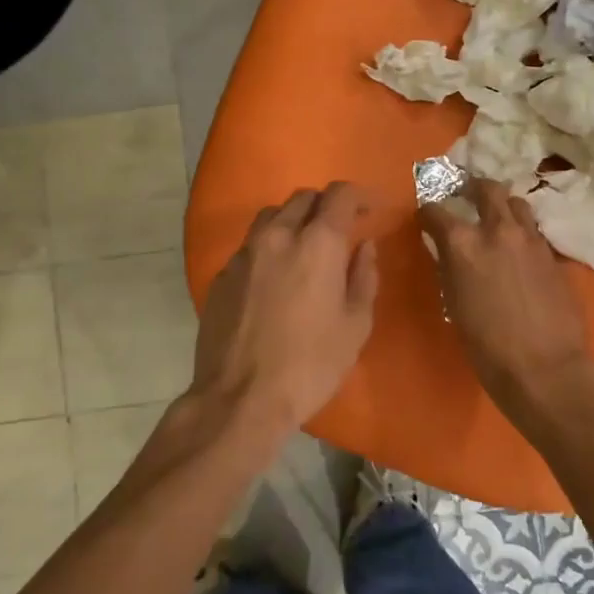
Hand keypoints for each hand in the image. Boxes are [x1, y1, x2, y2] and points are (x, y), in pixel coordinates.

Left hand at [192, 182, 379, 432]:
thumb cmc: (310, 365)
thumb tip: (365, 247)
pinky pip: (250, 245)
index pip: (340, 195)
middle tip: (341, 228)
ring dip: (294, 220)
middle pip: (303, 198)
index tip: (371, 208)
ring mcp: (244, 254)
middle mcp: (277, 236)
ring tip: (306, 246)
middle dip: (326, 205)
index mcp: (317, 244)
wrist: (240, 398)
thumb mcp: (355, 326)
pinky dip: (269, 247)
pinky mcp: (222, 275)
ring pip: (272, 216)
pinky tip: (275, 276)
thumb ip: (364, 277)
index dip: (360, 195)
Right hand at [419, 180, 593, 422]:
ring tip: (498, 218)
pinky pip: (536, 232)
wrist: (545, 368)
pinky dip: (524, 233)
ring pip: (518, 204)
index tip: (426, 217)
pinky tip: (521, 250)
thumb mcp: (455, 303)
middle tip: (466, 195)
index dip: (428, 212)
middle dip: (473, 187)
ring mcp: (532, 240)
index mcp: (463, 244)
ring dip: (504, 206)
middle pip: (486, 189)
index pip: (436, 210)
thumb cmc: (487, 346)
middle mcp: (498, 231)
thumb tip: (448, 252)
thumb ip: (450, 268)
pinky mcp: (555, 255)